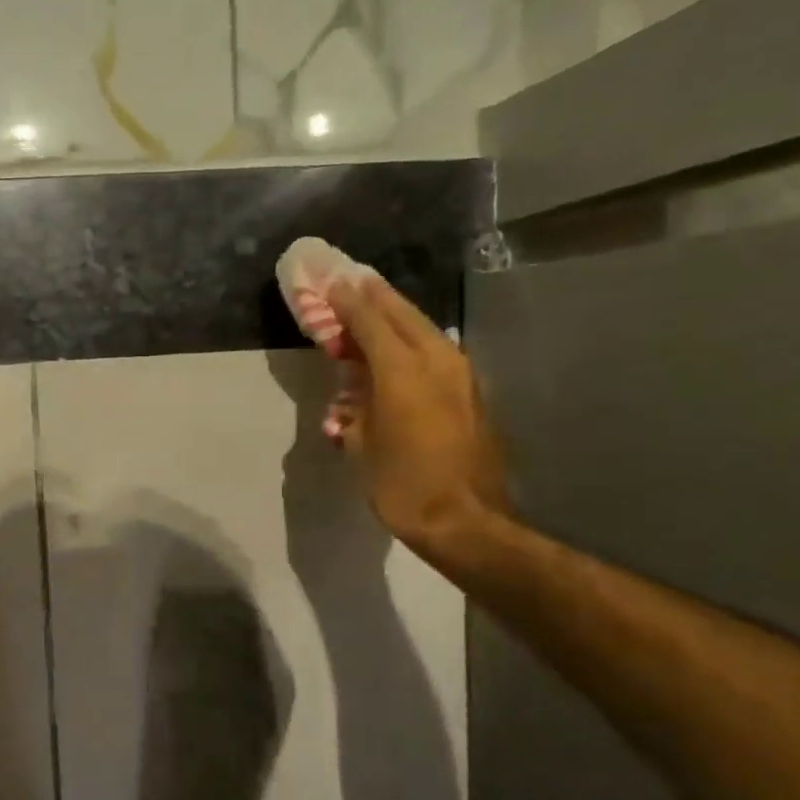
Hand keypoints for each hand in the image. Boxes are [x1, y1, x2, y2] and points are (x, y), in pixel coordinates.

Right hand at [327, 276, 508, 559]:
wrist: (464, 520)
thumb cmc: (401, 484)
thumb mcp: (362, 443)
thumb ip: (356, 404)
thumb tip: (355, 388)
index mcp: (401, 370)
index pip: (368, 321)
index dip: (346, 301)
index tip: (330, 283)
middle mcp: (436, 361)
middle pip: (401, 314)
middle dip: (374, 295)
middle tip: (352, 279)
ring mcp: (459, 375)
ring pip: (423, 330)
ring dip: (396, 315)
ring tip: (373, 305)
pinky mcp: (470, 393)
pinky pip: (435, 353)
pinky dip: (412, 342)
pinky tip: (399, 347)